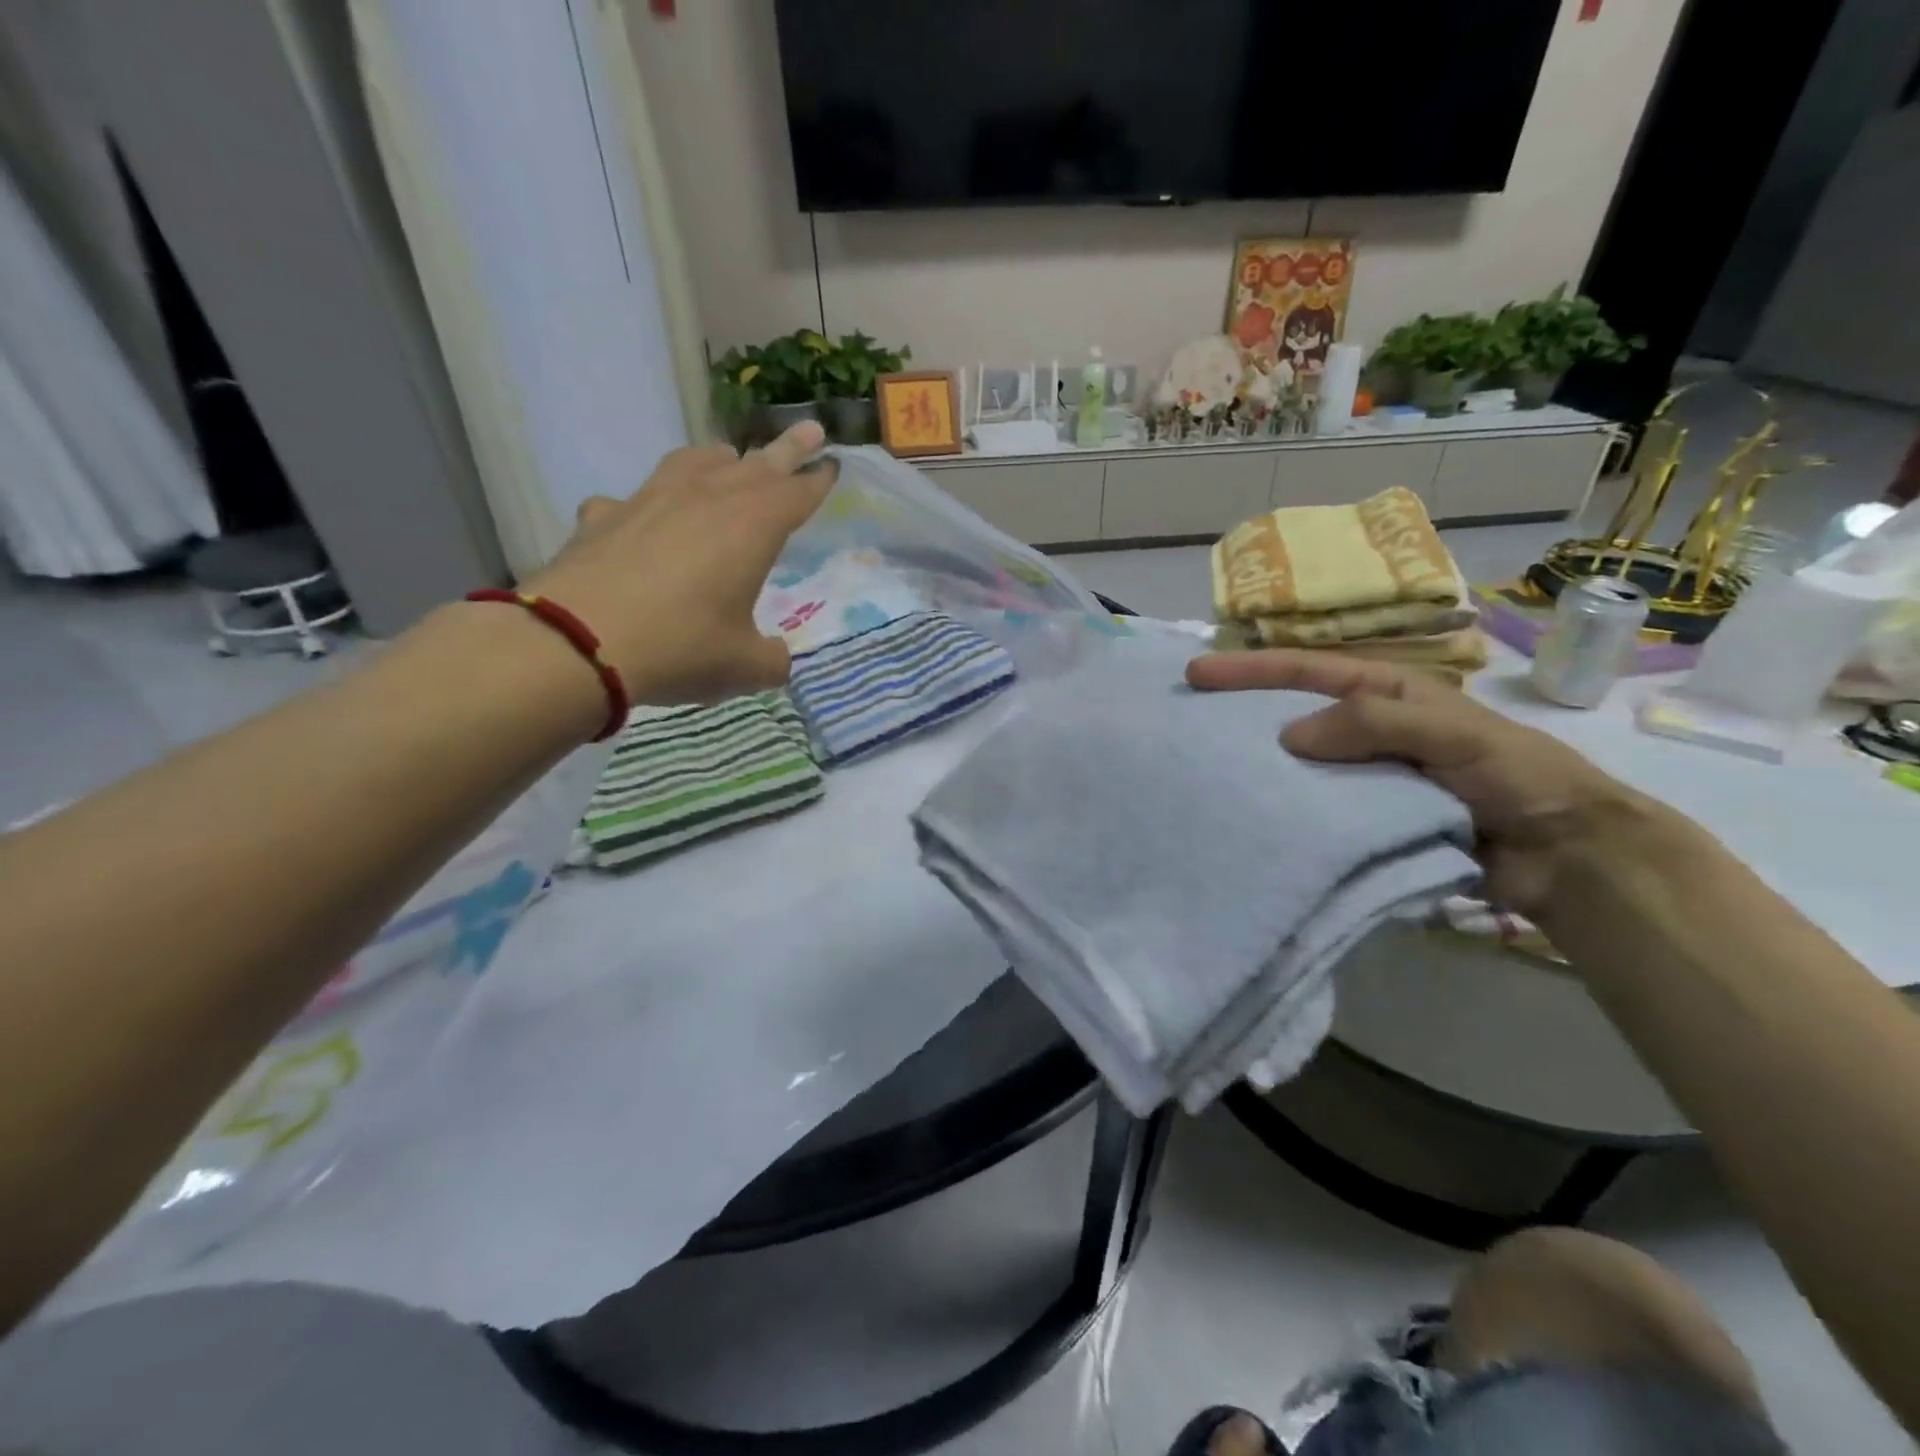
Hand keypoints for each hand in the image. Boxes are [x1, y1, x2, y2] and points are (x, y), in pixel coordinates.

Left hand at [524, 422, 836, 705]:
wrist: (576, 642)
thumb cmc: (680, 647)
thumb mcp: (743, 667)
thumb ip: (770, 661)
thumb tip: (775, 660)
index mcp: (751, 527)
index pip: (796, 493)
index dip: (818, 480)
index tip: (833, 464)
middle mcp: (704, 499)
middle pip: (756, 465)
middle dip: (787, 450)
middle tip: (811, 429)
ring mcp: (649, 501)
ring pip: (694, 462)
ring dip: (719, 460)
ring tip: (729, 459)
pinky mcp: (603, 517)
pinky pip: (635, 499)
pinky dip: (649, 505)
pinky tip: (644, 520)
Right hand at [1186, 650, 1655, 914]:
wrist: (1567, 854)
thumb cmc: (1516, 775)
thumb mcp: (1451, 733)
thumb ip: (1372, 724)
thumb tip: (1286, 737)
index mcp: (1386, 692)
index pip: (1305, 671)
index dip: (1250, 669)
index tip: (1197, 673)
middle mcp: (1367, 728)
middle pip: (1290, 711)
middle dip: (1240, 711)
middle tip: (1186, 718)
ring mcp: (1364, 776)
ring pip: (1298, 762)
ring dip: (1257, 763)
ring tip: (1205, 770)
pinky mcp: (1366, 820)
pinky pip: (1315, 808)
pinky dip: (1285, 808)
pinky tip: (1252, 815)